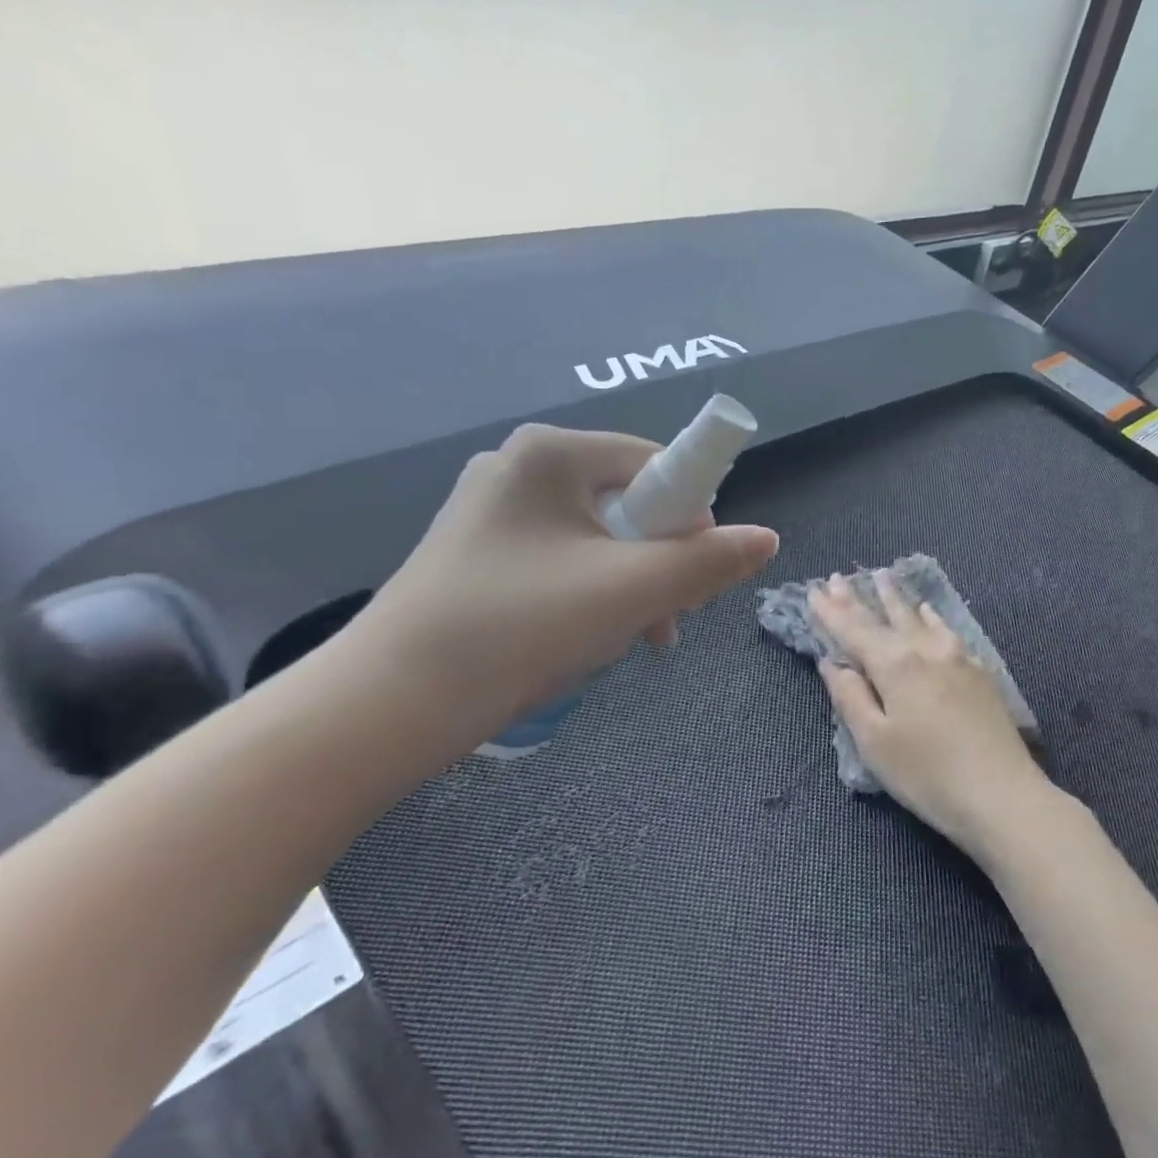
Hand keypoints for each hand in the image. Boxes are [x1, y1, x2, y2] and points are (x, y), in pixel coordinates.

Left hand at [353, 423, 777, 746]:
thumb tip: (768, 539)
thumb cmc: (520, 626)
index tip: (699, 574)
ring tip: (633, 640)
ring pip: (598, 540)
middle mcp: (519, 468)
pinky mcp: (478, 555)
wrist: (390, 704)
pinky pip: (562, 562)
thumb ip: (708, 561)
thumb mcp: (632, 591)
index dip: (693, 517)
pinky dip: (590, 596)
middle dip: (661, 563)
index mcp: (551, 453)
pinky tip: (588, 641)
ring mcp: (493, 512)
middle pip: (630, 504)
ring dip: (631, 587)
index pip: (657, 463)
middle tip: (666, 619)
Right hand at [811, 571, 1047, 859]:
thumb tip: (833, 663)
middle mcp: (926, 649)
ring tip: (883, 577)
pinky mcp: (979, 671)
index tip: (814, 589)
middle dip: (860, 598)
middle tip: (840, 577)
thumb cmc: (927, 775)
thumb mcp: (874, 742)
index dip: (831, 611)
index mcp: (894, 664)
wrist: (1002, 795)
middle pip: (886, 617)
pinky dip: (930, 617)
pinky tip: (928, 611)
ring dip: (896, 599)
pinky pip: (946, 630)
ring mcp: (958, 657)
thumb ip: (850, 697)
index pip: (854, 630)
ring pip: (919, 618)